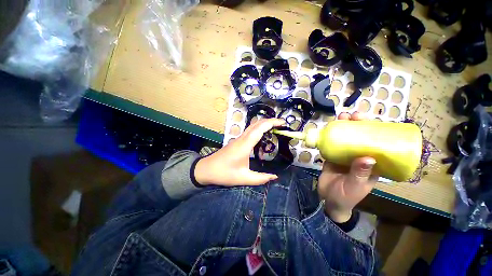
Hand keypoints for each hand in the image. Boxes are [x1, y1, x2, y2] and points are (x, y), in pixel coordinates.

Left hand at [194, 118, 285, 186]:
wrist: (206, 169)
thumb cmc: (224, 173)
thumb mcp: (244, 178)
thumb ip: (261, 178)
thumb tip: (275, 176)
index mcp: (245, 145)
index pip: (260, 128)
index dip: (272, 123)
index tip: (283, 122)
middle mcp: (242, 138)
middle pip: (257, 123)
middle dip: (270, 121)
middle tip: (281, 125)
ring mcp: (238, 139)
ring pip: (253, 126)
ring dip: (264, 124)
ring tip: (275, 129)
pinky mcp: (237, 141)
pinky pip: (250, 131)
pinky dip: (259, 130)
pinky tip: (263, 137)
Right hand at [318, 112, 377, 222]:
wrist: (328, 199)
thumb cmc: (346, 196)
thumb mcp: (354, 186)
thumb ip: (359, 173)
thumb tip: (368, 158)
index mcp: (371, 165)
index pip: (377, 145)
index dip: (375, 132)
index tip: (370, 121)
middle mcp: (359, 158)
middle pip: (360, 139)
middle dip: (357, 126)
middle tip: (352, 116)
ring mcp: (345, 157)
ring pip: (346, 139)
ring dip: (343, 128)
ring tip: (341, 118)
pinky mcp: (333, 157)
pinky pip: (333, 145)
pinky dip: (331, 137)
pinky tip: (329, 130)